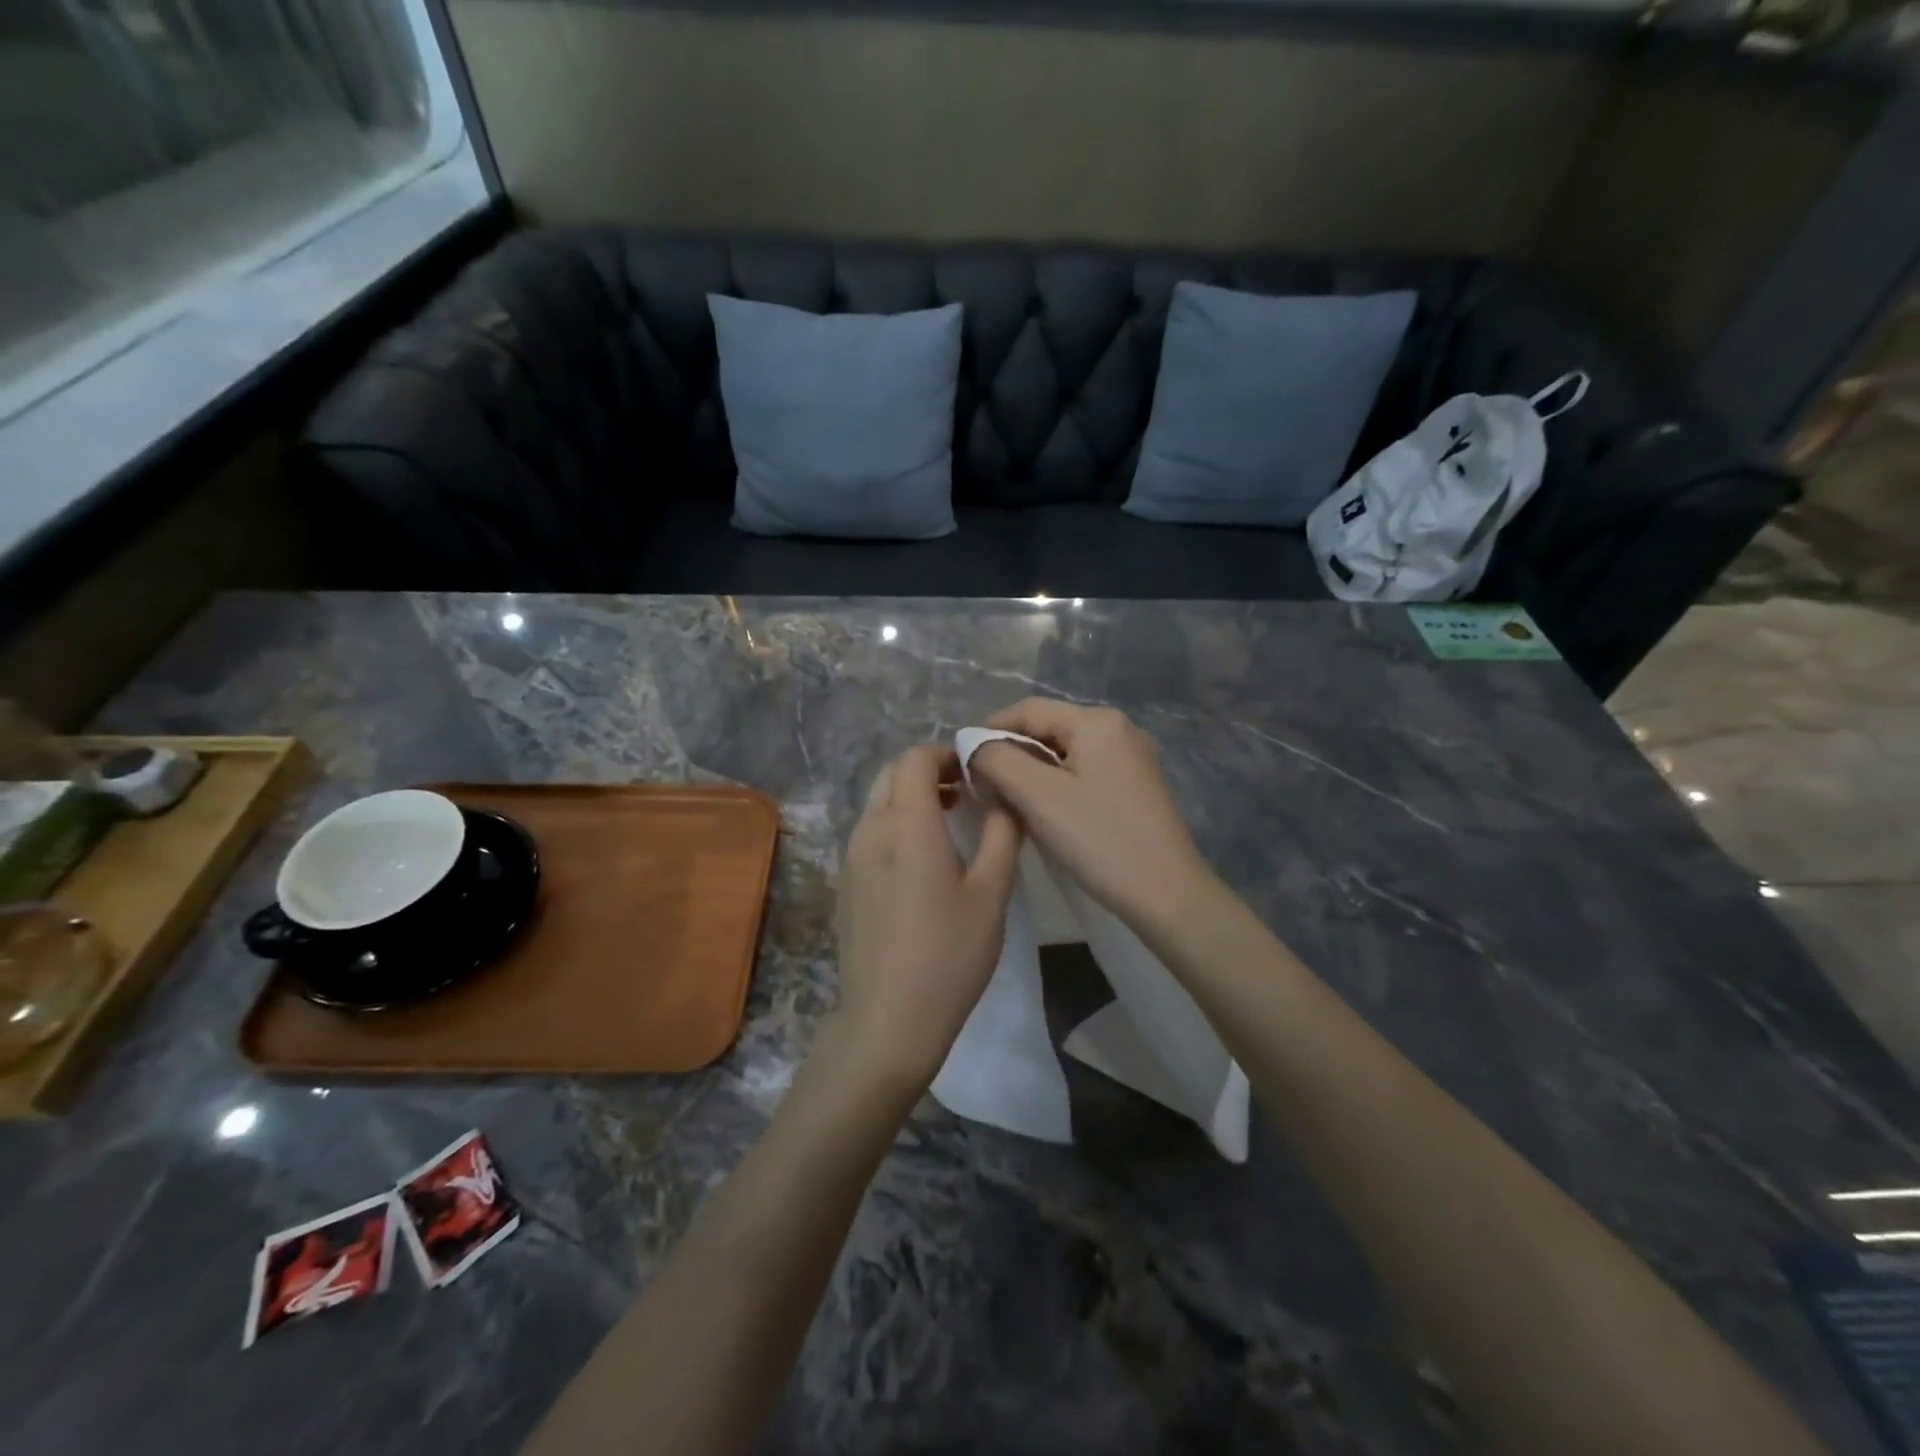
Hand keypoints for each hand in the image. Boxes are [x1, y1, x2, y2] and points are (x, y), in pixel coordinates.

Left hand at [834, 744, 1023, 1086]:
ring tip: (951, 820)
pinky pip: (870, 829)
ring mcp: (851, 855)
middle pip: (892, 772)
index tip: (977, 771)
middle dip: (929, 770)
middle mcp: (871, 829)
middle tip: (967, 792)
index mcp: (907, 824)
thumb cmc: (949, 955)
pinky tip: (922, 858)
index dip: (947, 753)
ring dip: (911, 795)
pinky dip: (896, 821)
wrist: (888, 1020)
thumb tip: (1006, 797)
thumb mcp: (991, 893)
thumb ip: (1003, 834)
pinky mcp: (845, 881)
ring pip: (878, 800)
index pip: (916, 757)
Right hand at [969, 699, 1217, 934]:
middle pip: (1049, 728)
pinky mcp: (1137, 786)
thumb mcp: (1038, 796)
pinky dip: (1057, 784)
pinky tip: (1044, 810)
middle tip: (982, 785)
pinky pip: (1085, 771)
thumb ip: (998, 760)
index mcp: (1098, 722)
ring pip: (1066, 753)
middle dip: (1012, 752)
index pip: (1029, 710)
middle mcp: (1120, 729)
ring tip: (1007, 799)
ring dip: (1032, 770)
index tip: (962, 759)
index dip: (990, 729)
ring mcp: (1133, 758)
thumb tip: (975, 745)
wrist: (1167, 894)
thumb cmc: (1099, 839)